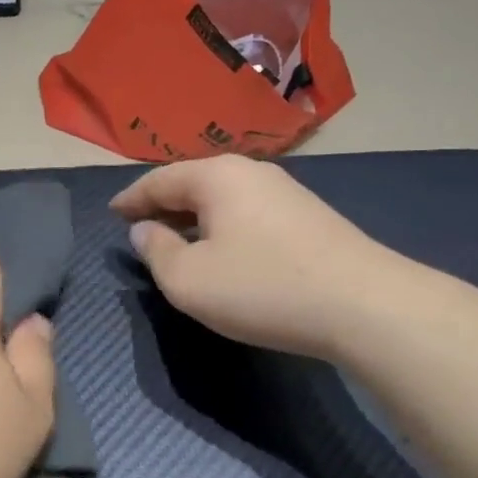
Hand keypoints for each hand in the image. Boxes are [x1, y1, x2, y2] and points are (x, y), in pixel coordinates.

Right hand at [110, 156, 405, 358]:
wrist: (365, 305)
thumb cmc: (262, 287)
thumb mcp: (188, 280)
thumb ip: (155, 252)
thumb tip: (144, 232)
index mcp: (216, 176)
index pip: (158, 180)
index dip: (130, 199)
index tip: (112, 214)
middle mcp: (250, 172)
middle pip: (192, 183)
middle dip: (162, 205)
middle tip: (139, 227)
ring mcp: (285, 191)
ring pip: (223, 198)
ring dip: (194, 217)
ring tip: (177, 240)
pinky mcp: (309, 216)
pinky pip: (248, 212)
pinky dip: (223, 226)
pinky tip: (224, 250)